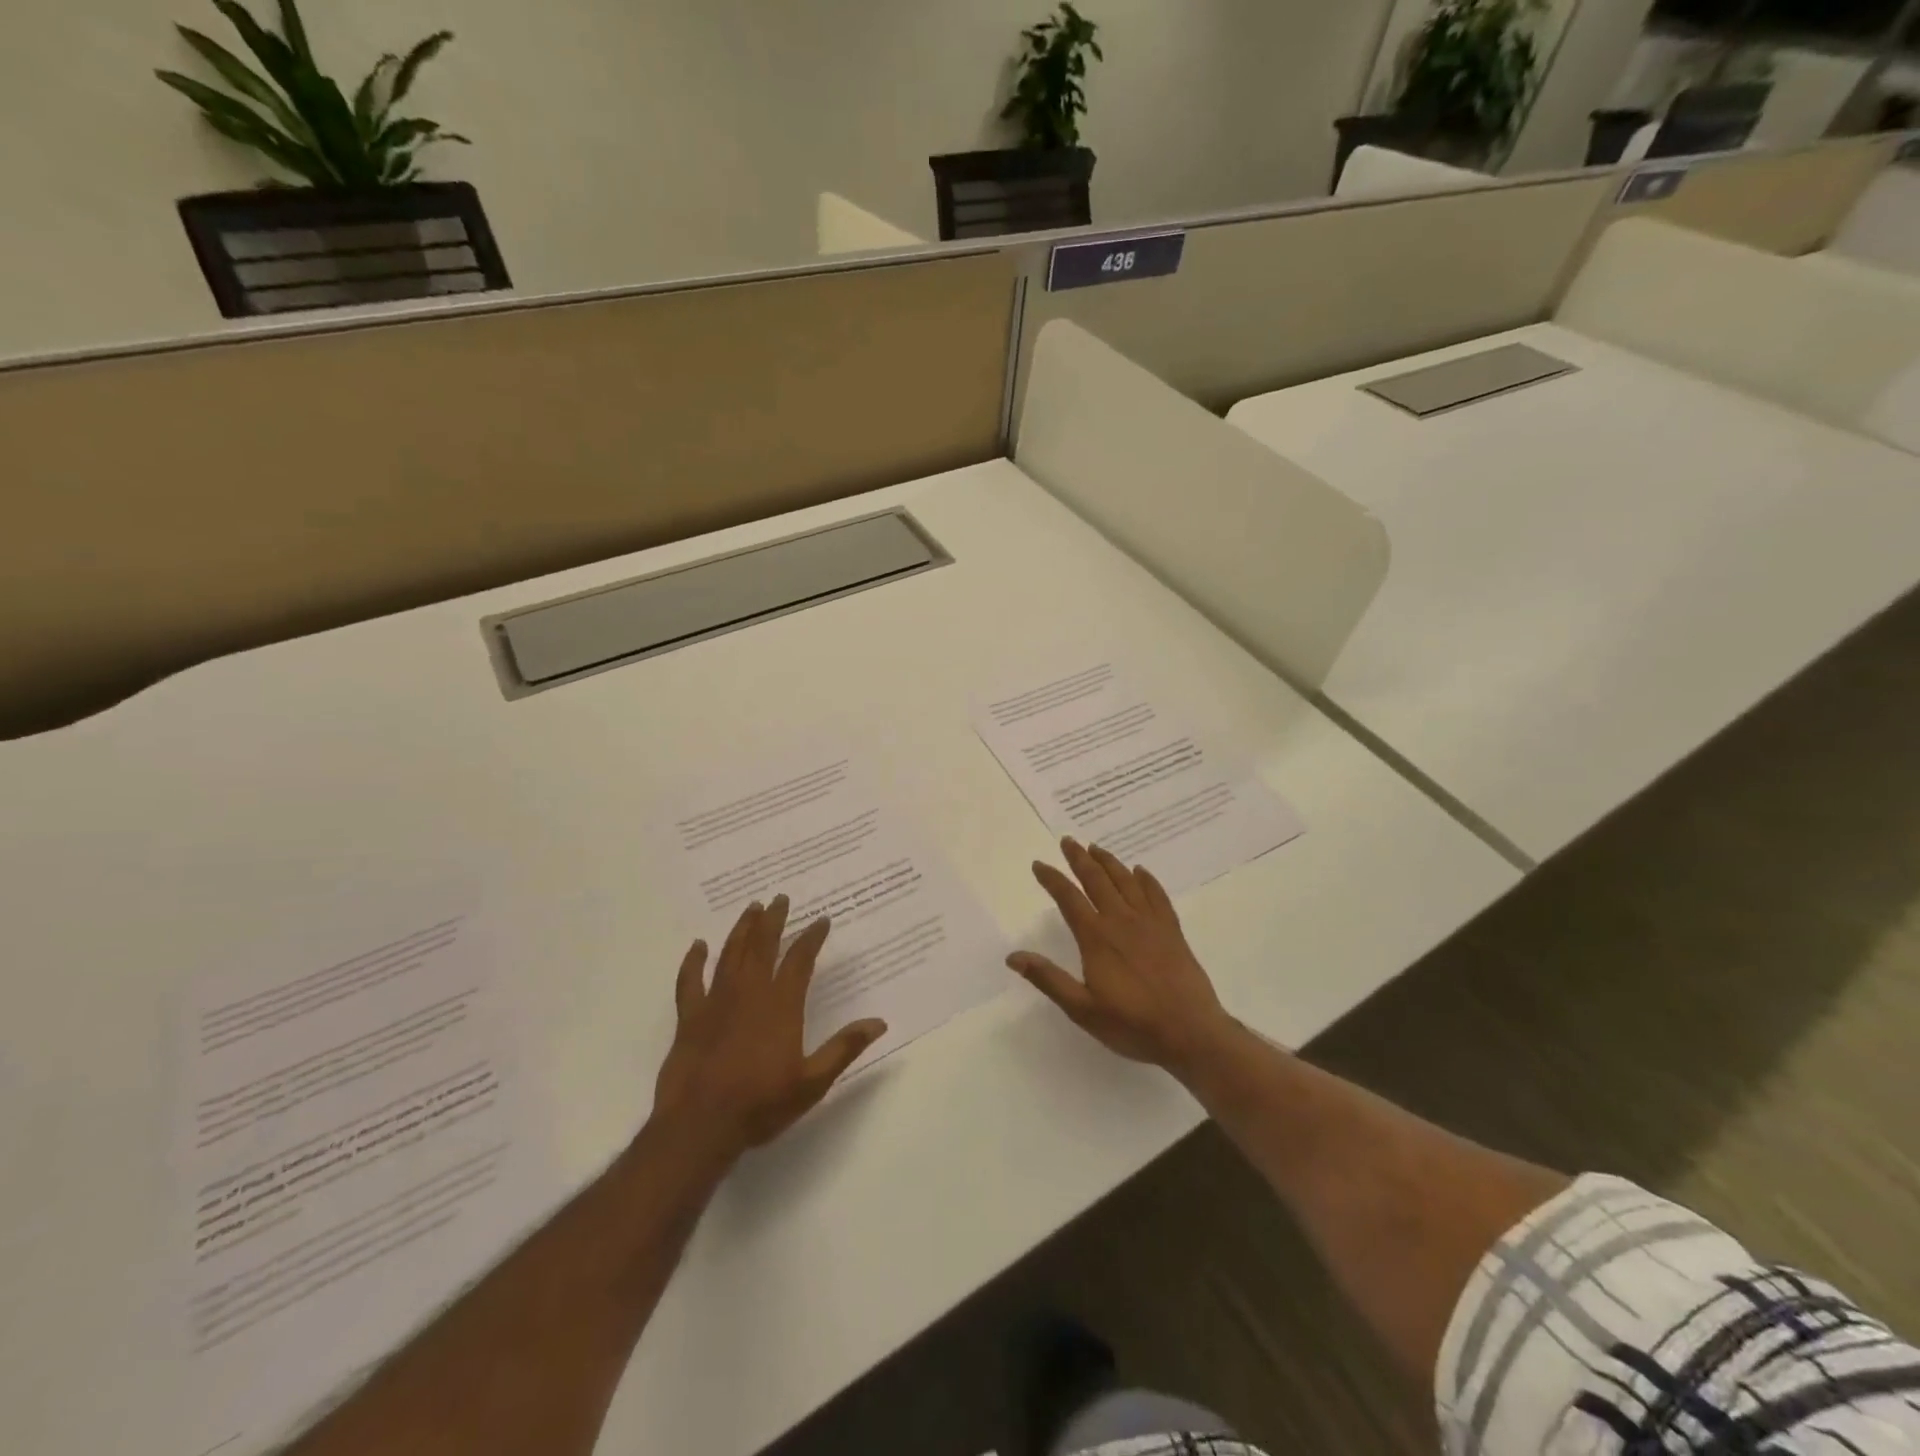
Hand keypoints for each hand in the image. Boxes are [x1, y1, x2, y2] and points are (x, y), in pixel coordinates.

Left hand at [653, 894, 886, 1160]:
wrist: (700, 1126)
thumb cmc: (761, 1105)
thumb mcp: (812, 1082)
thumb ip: (844, 1048)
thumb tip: (879, 1022)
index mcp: (781, 1005)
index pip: (799, 960)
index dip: (811, 938)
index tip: (821, 920)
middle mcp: (749, 994)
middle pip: (762, 946)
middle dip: (773, 920)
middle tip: (780, 898)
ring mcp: (716, 1003)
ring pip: (730, 955)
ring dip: (742, 930)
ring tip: (751, 908)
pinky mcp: (689, 1019)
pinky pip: (689, 982)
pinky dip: (693, 962)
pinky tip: (697, 946)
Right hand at [1009, 838, 1234, 1078]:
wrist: (1190, 1032)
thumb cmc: (1132, 1024)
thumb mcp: (1082, 1009)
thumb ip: (1048, 979)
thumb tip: (1013, 956)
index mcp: (1096, 937)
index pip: (1068, 898)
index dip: (1052, 879)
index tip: (1039, 864)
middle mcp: (1121, 921)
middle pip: (1097, 880)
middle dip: (1079, 858)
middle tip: (1068, 841)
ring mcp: (1150, 923)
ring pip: (1126, 881)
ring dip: (1109, 862)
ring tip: (1096, 848)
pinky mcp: (1172, 930)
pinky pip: (1157, 895)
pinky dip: (1146, 879)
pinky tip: (1140, 871)